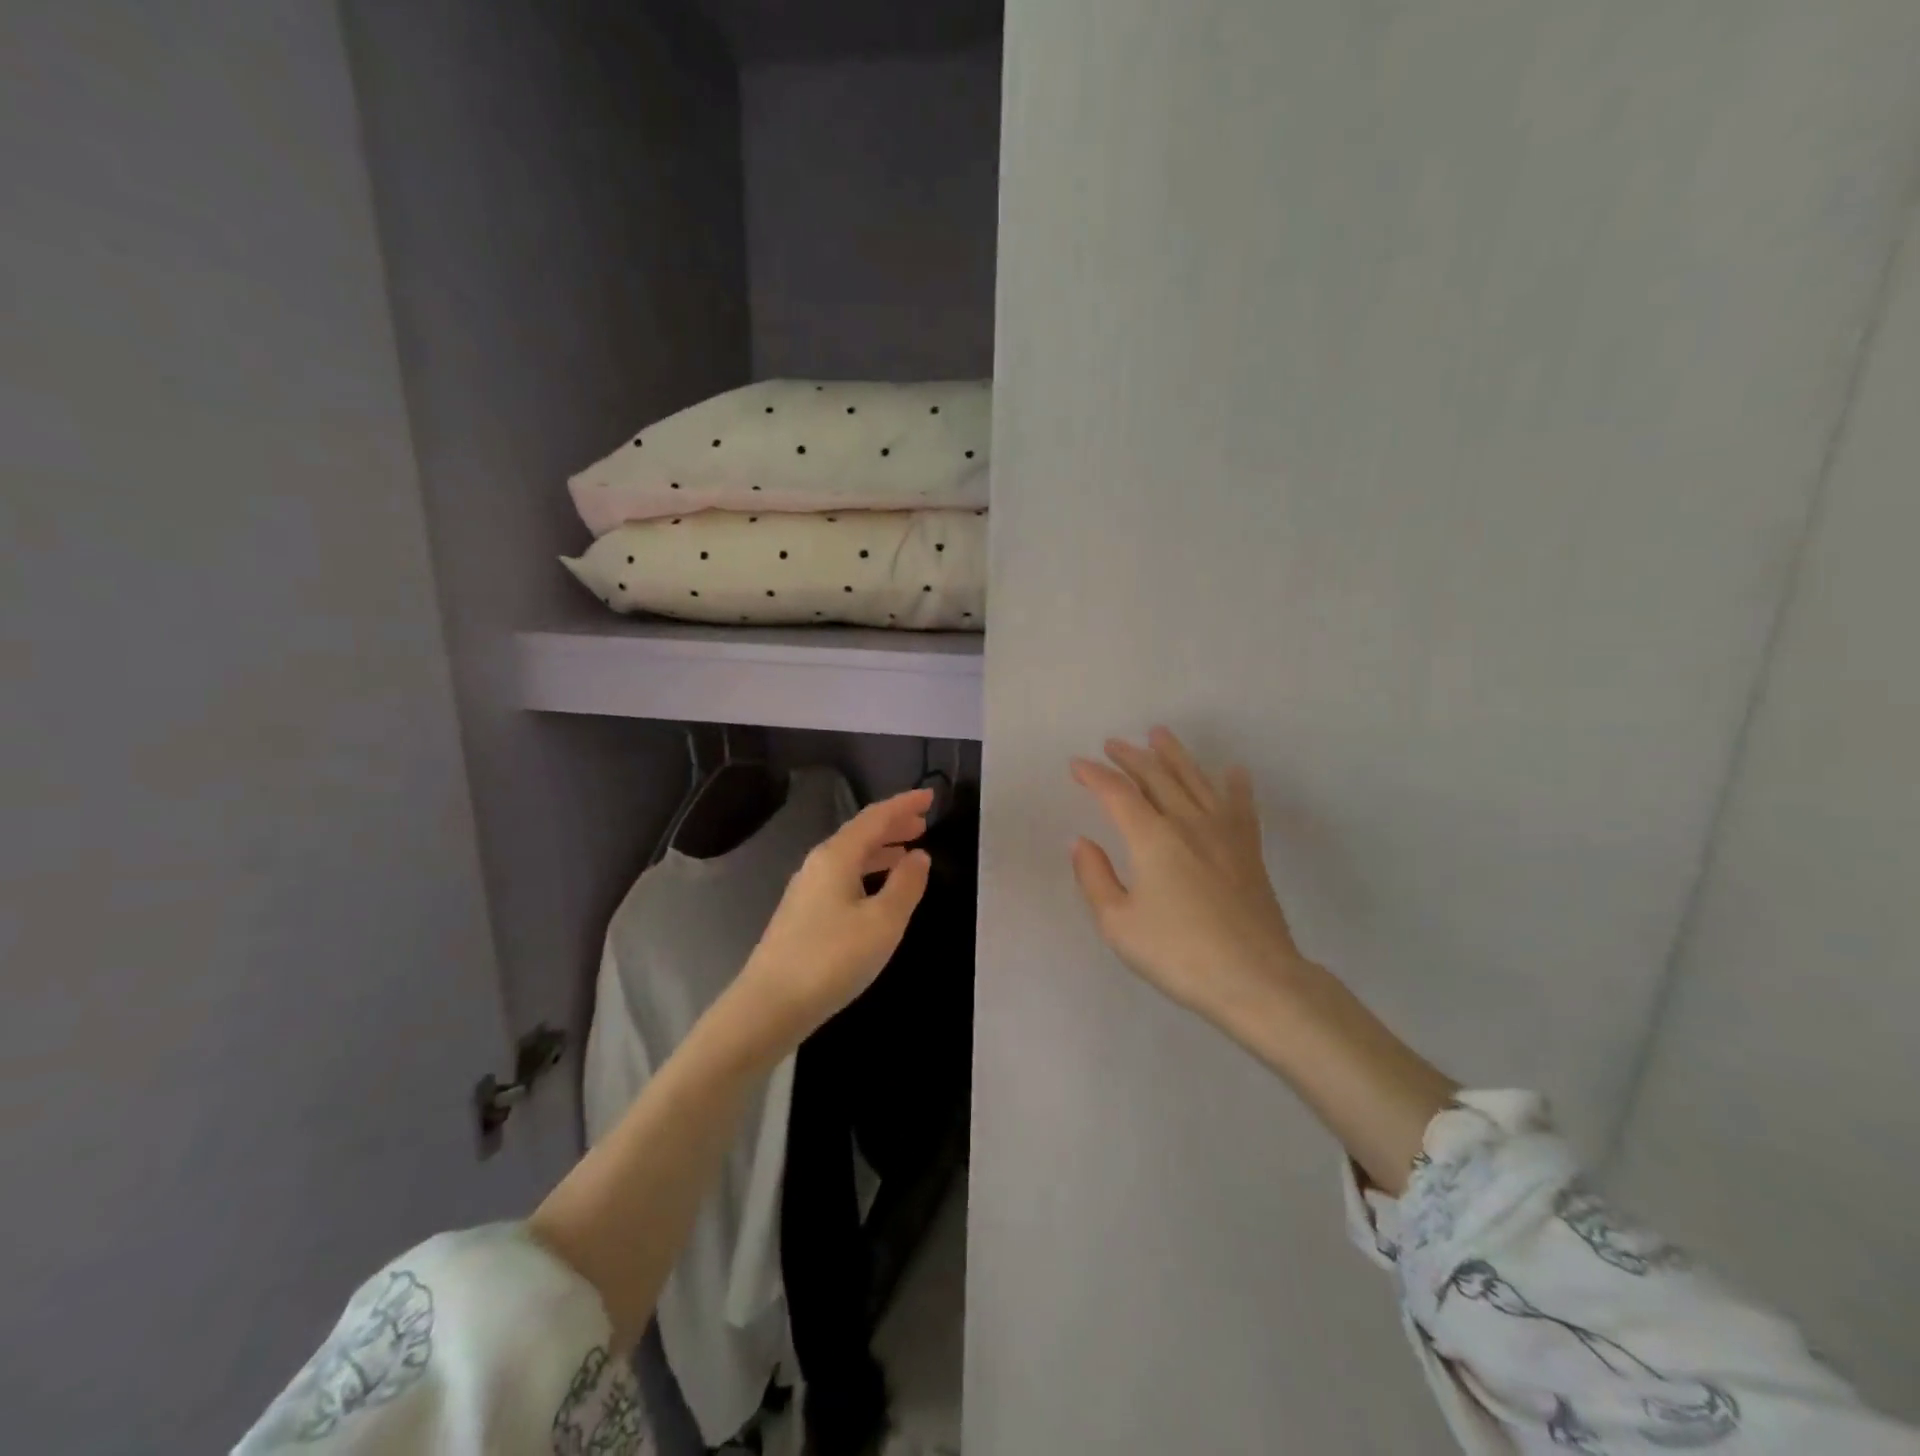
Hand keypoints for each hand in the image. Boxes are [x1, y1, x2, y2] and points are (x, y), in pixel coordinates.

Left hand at [727, 788, 933, 1058]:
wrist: (769, 1005)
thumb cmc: (832, 958)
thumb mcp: (883, 922)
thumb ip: (905, 885)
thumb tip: (919, 856)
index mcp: (837, 856)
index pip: (875, 817)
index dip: (903, 804)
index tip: (930, 796)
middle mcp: (818, 864)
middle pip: (860, 833)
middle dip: (893, 825)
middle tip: (923, 823)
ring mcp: (806, 889)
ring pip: (850, 857)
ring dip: (881, 850)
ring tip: (908, 853)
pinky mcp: (802, 913)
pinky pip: (842, 876)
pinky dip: (867, 872)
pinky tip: (877, 891)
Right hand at [1070, 729, 1308, 1027]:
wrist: (1256, 979)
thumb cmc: (1179, 954)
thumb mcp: (1119, 924)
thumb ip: (1095, 877)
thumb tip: (1081, 842)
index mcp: (1152, 838)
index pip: (1117, 793)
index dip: (1094, 775)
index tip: (1077, 766)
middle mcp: (1188, 823)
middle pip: (1156, 777)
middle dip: (1130, 757)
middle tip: (1113, 744)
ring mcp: (1224, 833)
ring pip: (1196, 780)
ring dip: (1175, 755)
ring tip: (1160, 734)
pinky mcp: (1249, 850)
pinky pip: (1241, 806)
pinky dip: (1235, 785)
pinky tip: (1233, 771)